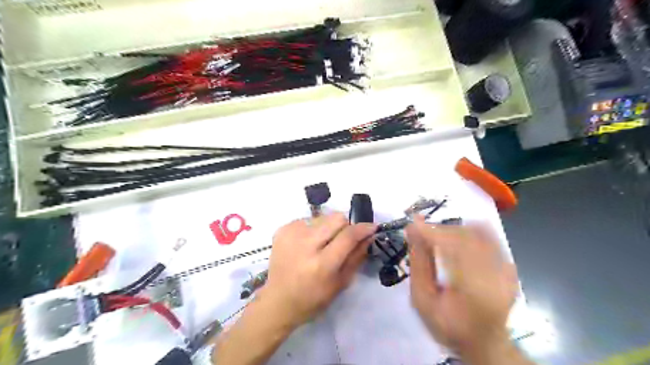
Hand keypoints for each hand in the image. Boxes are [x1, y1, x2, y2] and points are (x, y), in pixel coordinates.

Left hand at [259, 213, 372, 329]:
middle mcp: (305, 245)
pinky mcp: (282, 230)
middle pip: (336, 218)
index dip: (363, 228)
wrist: (278, 301)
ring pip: (322, 217)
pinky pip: (307, 220)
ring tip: (321, 244)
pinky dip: (313, 229)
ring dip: (328, 228)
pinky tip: (307, 245)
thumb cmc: (313, 299)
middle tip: (343, 239)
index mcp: (322, 264)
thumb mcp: (341, 283)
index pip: (348, 236)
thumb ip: (357, 257)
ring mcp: (291, 235)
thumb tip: (369, 236)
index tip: (372, 227)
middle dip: (346, 226)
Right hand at [405, 215, 518, 359]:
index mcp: (473, 290)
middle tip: (421, 231)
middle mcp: (495, 276)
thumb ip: (418, 265)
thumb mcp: (422, 301)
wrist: (485, 343)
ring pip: (478, 232)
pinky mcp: (509, 265)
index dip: (430, 232)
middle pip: (466, 236)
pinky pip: (489, 237)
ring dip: (454, 229)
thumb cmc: (448, 325)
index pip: (452, 247)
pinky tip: (456, 240)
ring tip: (437, 236)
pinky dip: (469, 232)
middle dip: (440, 229)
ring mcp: (506, 270)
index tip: (411, 223)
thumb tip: (412, 231)